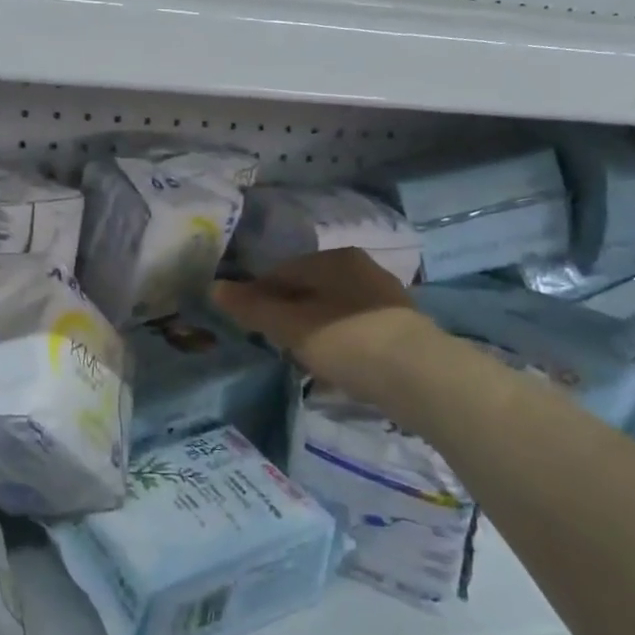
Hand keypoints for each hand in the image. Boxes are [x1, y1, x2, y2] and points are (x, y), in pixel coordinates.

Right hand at [211, 249, 425, 400]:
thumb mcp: (289, 325)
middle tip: (274, 343)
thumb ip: (252, 307)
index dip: (258, 296)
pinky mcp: (401, 328)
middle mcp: (361, 269)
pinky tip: (336, 368)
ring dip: (313, 330)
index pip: (281, 272)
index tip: (248, 324)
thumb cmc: (346, 340)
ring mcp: (385, 298)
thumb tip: (214, 287)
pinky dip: (339, 343)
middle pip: (308, 290)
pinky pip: (355, 330)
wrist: (420, 376)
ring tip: (303, 359)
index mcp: (333, 259)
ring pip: (332, 310)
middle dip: (287, 313)